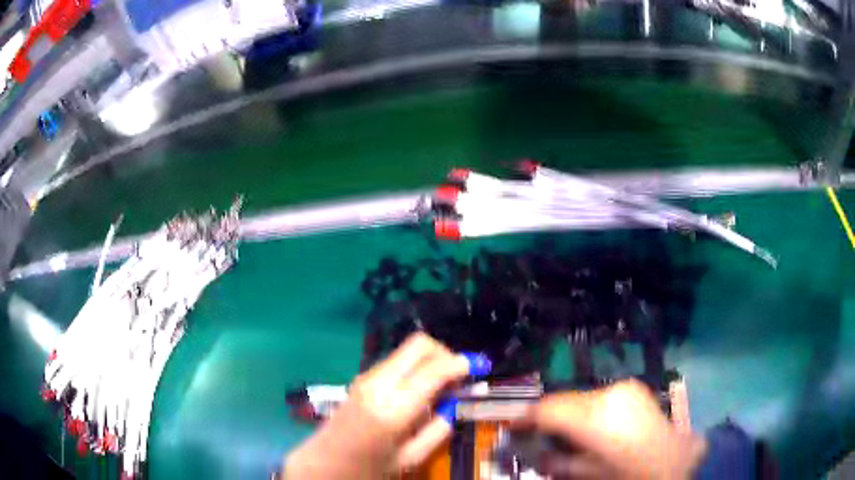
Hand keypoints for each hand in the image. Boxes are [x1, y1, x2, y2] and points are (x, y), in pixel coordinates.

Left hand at [284, 333, 469, 478]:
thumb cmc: (369, 468)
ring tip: (441, 386)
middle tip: (459, 374)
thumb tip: (455, 404)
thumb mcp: (411, 457)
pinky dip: (415, 366)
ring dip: (430, 359)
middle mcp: (378, 384)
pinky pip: (396, 360)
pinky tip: (420, 389)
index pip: (433, 370)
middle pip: (419, 345)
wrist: (324, 462)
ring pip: (407, 350)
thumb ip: (438, 429)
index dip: (459, 364)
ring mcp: (367, 377)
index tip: (477, 368)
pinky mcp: (362, 378)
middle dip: (445, 353)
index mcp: (393, 408)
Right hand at [521, 379, 706, 478]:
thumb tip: (534, 453)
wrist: (675, 460)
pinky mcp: (632, 387)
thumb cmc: (629, 473)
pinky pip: (599, 396)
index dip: (527, 417)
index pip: (549, 409)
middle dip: (548, 416)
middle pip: (563, 399)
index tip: (514, 426)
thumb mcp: (588, 474)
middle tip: (539, 434)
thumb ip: (557, 462)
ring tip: (568, 433)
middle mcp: (607, 395)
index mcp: (595, 418)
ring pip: (581, 396)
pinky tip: (593, 426)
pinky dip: (588, 408)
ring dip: (569, 412)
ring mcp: (622, 388)